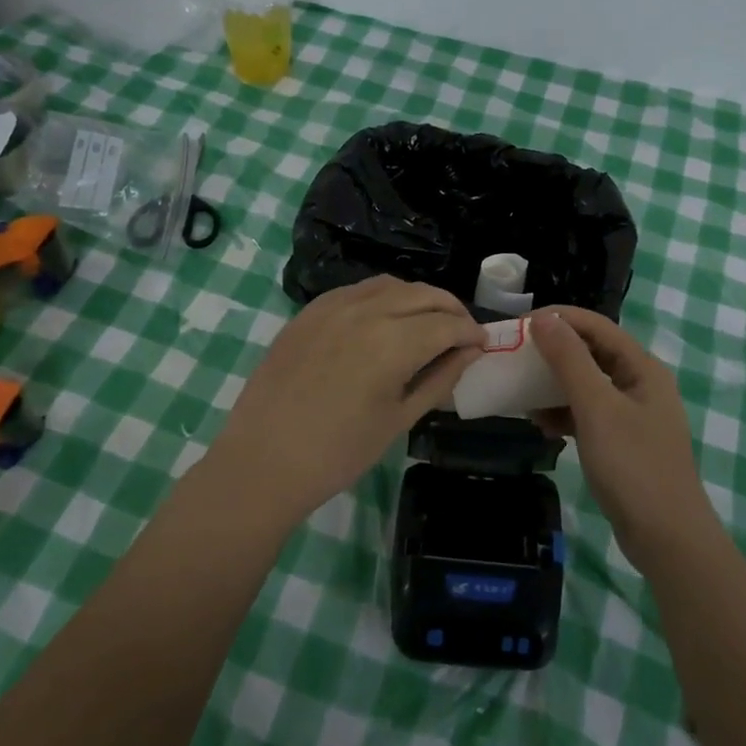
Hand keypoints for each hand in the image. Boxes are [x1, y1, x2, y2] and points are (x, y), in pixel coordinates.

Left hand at [216, 276, 484, 521]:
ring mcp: (333, 306)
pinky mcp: (310, 311)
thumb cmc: (338, 452)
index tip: (483, 345)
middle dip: (451, 310)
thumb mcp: (399, 420)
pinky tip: (385, 318)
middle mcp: (366, 311)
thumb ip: (439, 379)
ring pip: (391, 285)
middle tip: (462, 332)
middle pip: (423, 295)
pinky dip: (383, 297)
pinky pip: (357, 290)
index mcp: (393, 342)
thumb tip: (470, 353)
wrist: (263, 461)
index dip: (471, 333)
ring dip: (418, 298)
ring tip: (428, 321)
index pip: (447, 324)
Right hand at [530, 307, 715, 572]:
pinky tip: (542, 425)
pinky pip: (588, 413)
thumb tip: (544, 318)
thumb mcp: (596, 408)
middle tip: (515, 355)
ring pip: (587, 384)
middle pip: (592, 352)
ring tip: (522, 392)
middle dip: (553, 351)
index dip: (558, 319)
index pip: (596, 326)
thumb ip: (570, 360)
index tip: (519, 325)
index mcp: (642, 367)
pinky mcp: (623, 441)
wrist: (667, 539)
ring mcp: (633, 414)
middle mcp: (640, 383)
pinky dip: (564, 414)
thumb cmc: (633, 466)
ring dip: (555, 384)